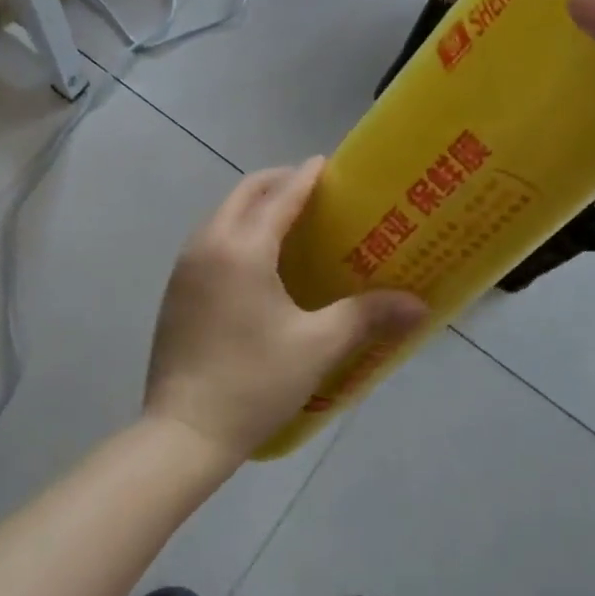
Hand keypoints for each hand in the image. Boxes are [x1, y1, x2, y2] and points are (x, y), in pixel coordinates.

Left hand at [146, 160, 426, 463]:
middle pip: (244, 195)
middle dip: (276, 183)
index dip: (306, 178)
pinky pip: (209, 241)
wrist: (185, 432)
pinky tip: (256, 262)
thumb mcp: (318, 347)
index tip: (327, 164)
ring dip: (252, 207)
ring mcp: (184, 267)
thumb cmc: (255, 382)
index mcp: (243, 248)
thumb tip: (419, 305)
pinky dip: (235, 231)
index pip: (280, 197)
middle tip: (311, 191)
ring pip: (221, 216)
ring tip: (287, 223)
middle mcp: (208, 244)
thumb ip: (367, 317)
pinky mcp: (175, 291)